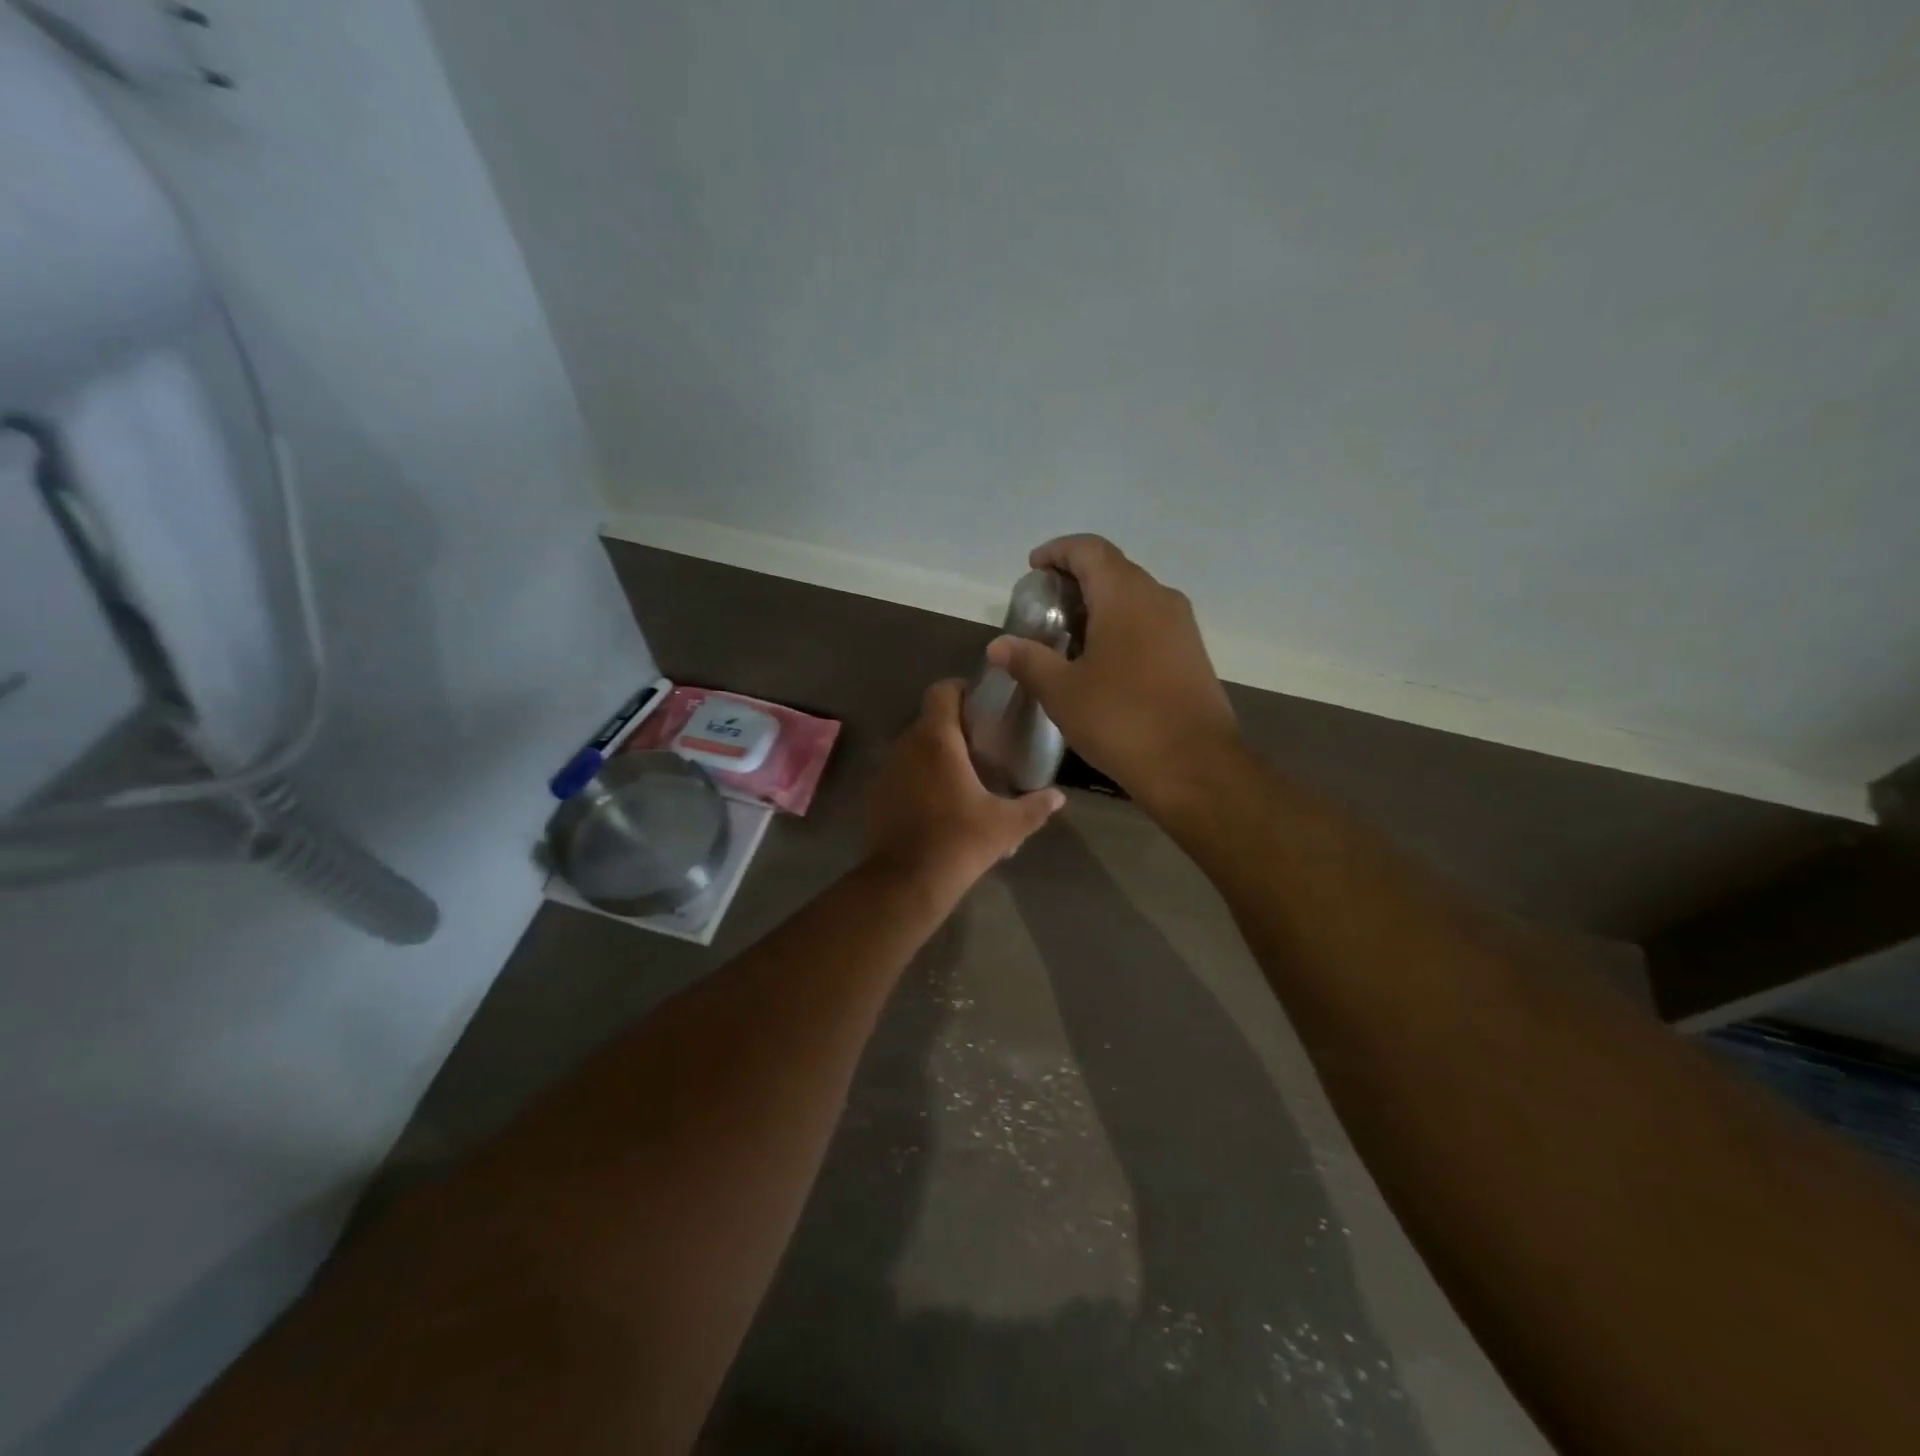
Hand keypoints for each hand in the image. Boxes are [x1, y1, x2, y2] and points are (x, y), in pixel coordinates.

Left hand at [865, 680, 1064, 896]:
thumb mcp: (1007, 825)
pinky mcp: (876, 794)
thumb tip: (1058, 797)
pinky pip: (901, 772)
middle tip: (982, 746)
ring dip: (935, 753)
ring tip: (962, 776)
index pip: (942, 690)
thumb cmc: (960, 841)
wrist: (906, 882)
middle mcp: (906, 745)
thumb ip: (1036, 806)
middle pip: (930, 719)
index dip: (962, 691)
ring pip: (914, 746)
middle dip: (954, 727)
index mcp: (937, 740)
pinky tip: (938, 802)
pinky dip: (918, 776)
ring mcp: (886, 770)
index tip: (983, 707)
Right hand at [987, 534, 1239, 804]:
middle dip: (1077, 578)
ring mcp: (1181, 626)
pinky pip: (1151, 622)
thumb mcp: (1062, 692)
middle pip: (1114, 569)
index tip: (1034, 567)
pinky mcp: (1192, 653)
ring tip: (1070, 634)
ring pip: (1135, 596)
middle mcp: (1159, 597)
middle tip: (1046, 606)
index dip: (1058, 551)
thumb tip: (998, 646)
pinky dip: (1123, 625)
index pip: (1089, 549)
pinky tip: (1104, 660)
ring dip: (1102, 603)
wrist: (1195, 766)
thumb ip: (1029, 661)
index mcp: (1125, 595)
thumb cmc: (1121, 719)